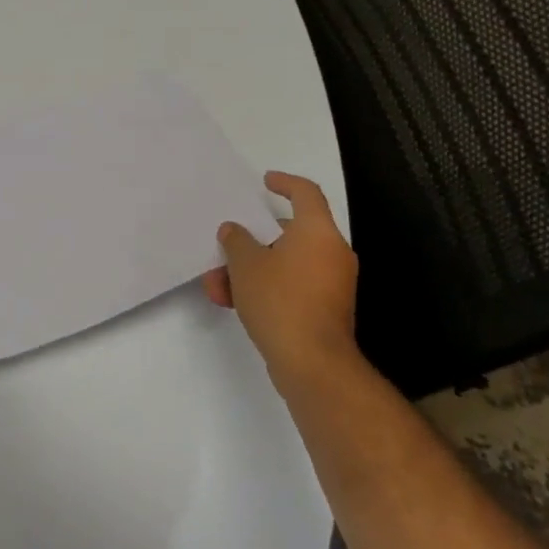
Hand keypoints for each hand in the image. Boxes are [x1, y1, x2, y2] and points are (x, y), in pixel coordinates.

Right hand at [204, 172, 362, 395]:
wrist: (314, 365)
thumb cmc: (281, 300)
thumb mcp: (246, 264)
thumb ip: (236, 240)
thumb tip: (234, 231)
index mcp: (318, 232)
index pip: (306, 193)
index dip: (285, 183)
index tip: (265, 182)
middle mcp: (331, 253)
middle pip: (289, 233)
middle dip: (251, 242)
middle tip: (226, 249)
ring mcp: (332, 284)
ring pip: (285, 264)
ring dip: (250, 271)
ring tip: (217, 287)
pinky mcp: (326, 311)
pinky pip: (292, 287)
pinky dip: (265, 289)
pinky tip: (233, 304)